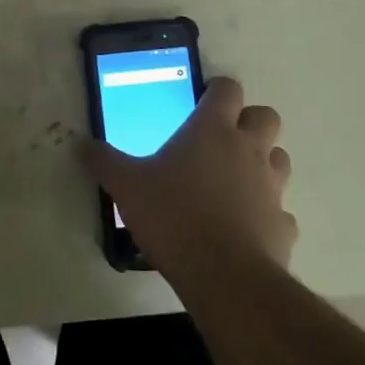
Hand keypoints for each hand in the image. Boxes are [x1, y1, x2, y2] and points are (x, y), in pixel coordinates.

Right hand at [81, 77, 296, 286]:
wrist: (224, 277)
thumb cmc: (173, 215)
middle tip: (220, 140)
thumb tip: (81, 144)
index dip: (217, 91)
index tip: (200, 103)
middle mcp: (248, 149)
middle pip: (266, 116)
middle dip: (249, 122)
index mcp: (212, 129)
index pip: (228, 88)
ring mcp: (271, 187)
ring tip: (234, 181)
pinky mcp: (283, 225)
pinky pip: (281, 210)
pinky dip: (267, 213)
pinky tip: (246, 227)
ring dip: (263, 163)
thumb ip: (104, 161)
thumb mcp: (126, 185)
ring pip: (279, 159)